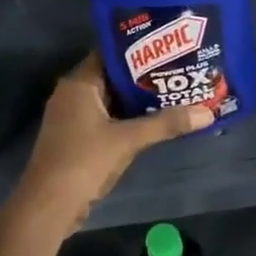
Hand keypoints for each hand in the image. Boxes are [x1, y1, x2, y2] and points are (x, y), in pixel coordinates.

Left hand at [10, 53, 212, 235]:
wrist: (48, 206)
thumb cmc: (83, 161)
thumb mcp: (128, 140)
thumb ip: (166, 124)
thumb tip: (207, 113)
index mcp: (79, 84)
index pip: (110, 54)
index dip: (140, 50)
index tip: (169, 48)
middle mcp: (72, 94)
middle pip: (113, 77)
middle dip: (145, 77)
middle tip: (179, 71)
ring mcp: (73, 118)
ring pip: (111, 100)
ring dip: (138, 100)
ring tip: (174, 93)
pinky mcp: (76, 138)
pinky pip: (107, 119)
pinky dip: (127, 119)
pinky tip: (154, 121)